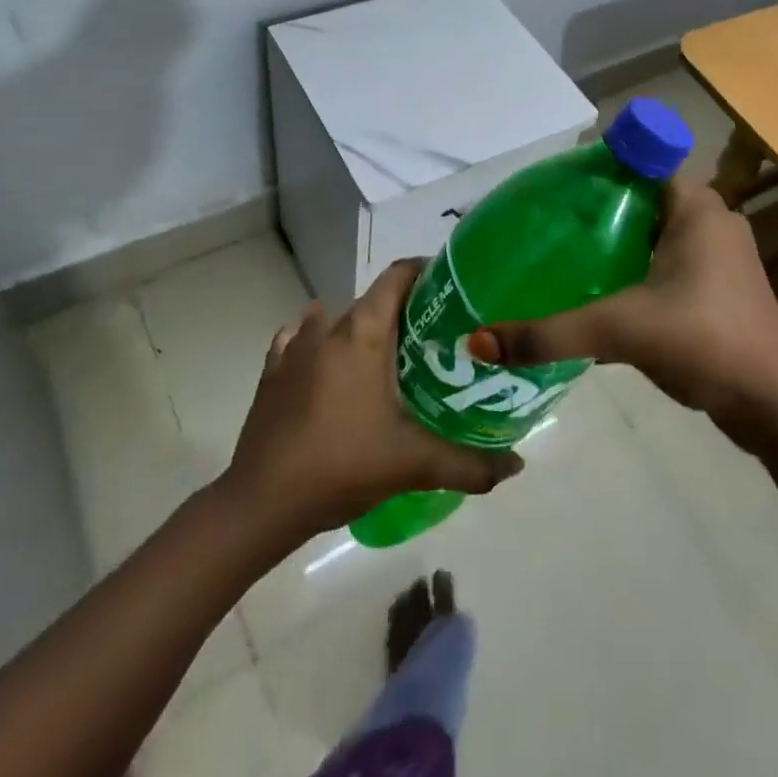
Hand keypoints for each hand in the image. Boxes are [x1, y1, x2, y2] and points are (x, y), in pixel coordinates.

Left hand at [224, 260, 522, 536]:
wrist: (260, 503)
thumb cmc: (341, 465)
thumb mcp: (412, 464)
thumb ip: (468, 464)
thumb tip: (517, 465)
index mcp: (363, 332)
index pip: (399, 275)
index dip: (427, 273)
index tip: (454, 291)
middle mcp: (328, 326)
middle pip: (374, 300)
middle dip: (406, 312)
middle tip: (437, 339)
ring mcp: (295, 346)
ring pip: (339, 319)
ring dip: (364, 329)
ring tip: (390, 357)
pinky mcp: (272, 370)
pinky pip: (302, 339)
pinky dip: (321, 343)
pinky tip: (332, 367)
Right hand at [474, 181, 777, 438]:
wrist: (776, 406)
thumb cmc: (705, 342)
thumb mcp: (621, 331)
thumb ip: (552, 334)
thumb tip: (480, 341)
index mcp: (696, 207)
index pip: (642, 160)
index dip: (599, 166)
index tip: (556, 186)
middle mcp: (712, 221)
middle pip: (643, 197)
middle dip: (600, 207)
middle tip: (550, 223)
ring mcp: (720, 257)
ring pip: (656, 232)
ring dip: (618, 240)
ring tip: (566, 253)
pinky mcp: (720, 289)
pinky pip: (668, 261)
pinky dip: (637, 267)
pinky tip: (603, 291)